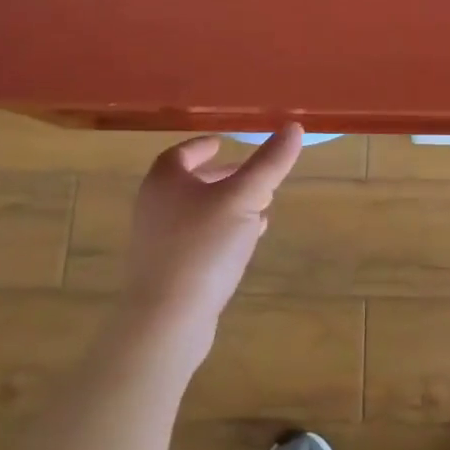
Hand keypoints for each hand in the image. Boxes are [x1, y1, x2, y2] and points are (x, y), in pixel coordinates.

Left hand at [119, 124, 304, 360]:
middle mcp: (155, 206)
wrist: (167, 321)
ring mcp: (158, 242)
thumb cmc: (203, 247)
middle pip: (191, 182)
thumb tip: (294, 127)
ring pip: (198, 212)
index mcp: (165, 180)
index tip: (225, 143)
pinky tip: (248, 241)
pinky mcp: (168, 272)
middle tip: (254, 174)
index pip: (183, 152)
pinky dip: (222, 232)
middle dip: (224, 176)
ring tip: (262, 206)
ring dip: (228, 205)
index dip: (204, 146)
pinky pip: (198, 241)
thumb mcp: (244, 198)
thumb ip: (269, 163)